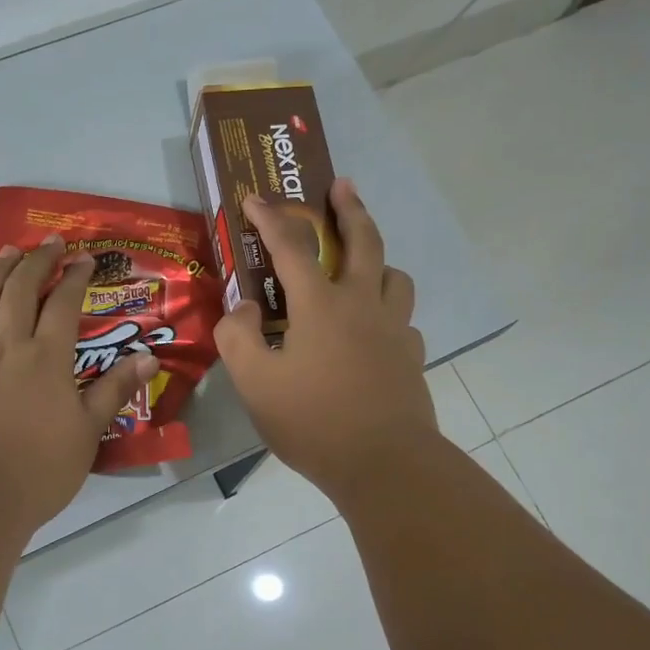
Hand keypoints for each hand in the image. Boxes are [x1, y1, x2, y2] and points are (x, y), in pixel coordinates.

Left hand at [0, 236, 158, 532]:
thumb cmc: (41, 470)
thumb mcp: (89, 432)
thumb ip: (114, 390)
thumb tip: (149, 357)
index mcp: (46, 358)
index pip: (62, 304)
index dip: (74, 277)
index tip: (84, 260)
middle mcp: (6, 346)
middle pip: (18, 290)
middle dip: (35, 261)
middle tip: (48, 243)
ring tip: (7, 253)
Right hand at [216, 180, 436, 498]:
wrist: (383, 463)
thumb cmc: (312, 421)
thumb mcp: (254, 383)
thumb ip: (238, 337)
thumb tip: (245, 308)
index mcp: (321, 305)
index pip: (291, 247)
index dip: (270, 218)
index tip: (254, 197)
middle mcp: (363, 305)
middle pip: (364, 242)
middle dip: (350, 209)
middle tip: (343, 185)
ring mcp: (395, 331)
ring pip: (395, 277)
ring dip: (378, 260)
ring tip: (363, 265)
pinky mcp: (411, 358)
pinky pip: (403, 320)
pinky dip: (388, 312)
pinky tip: (376, 330)